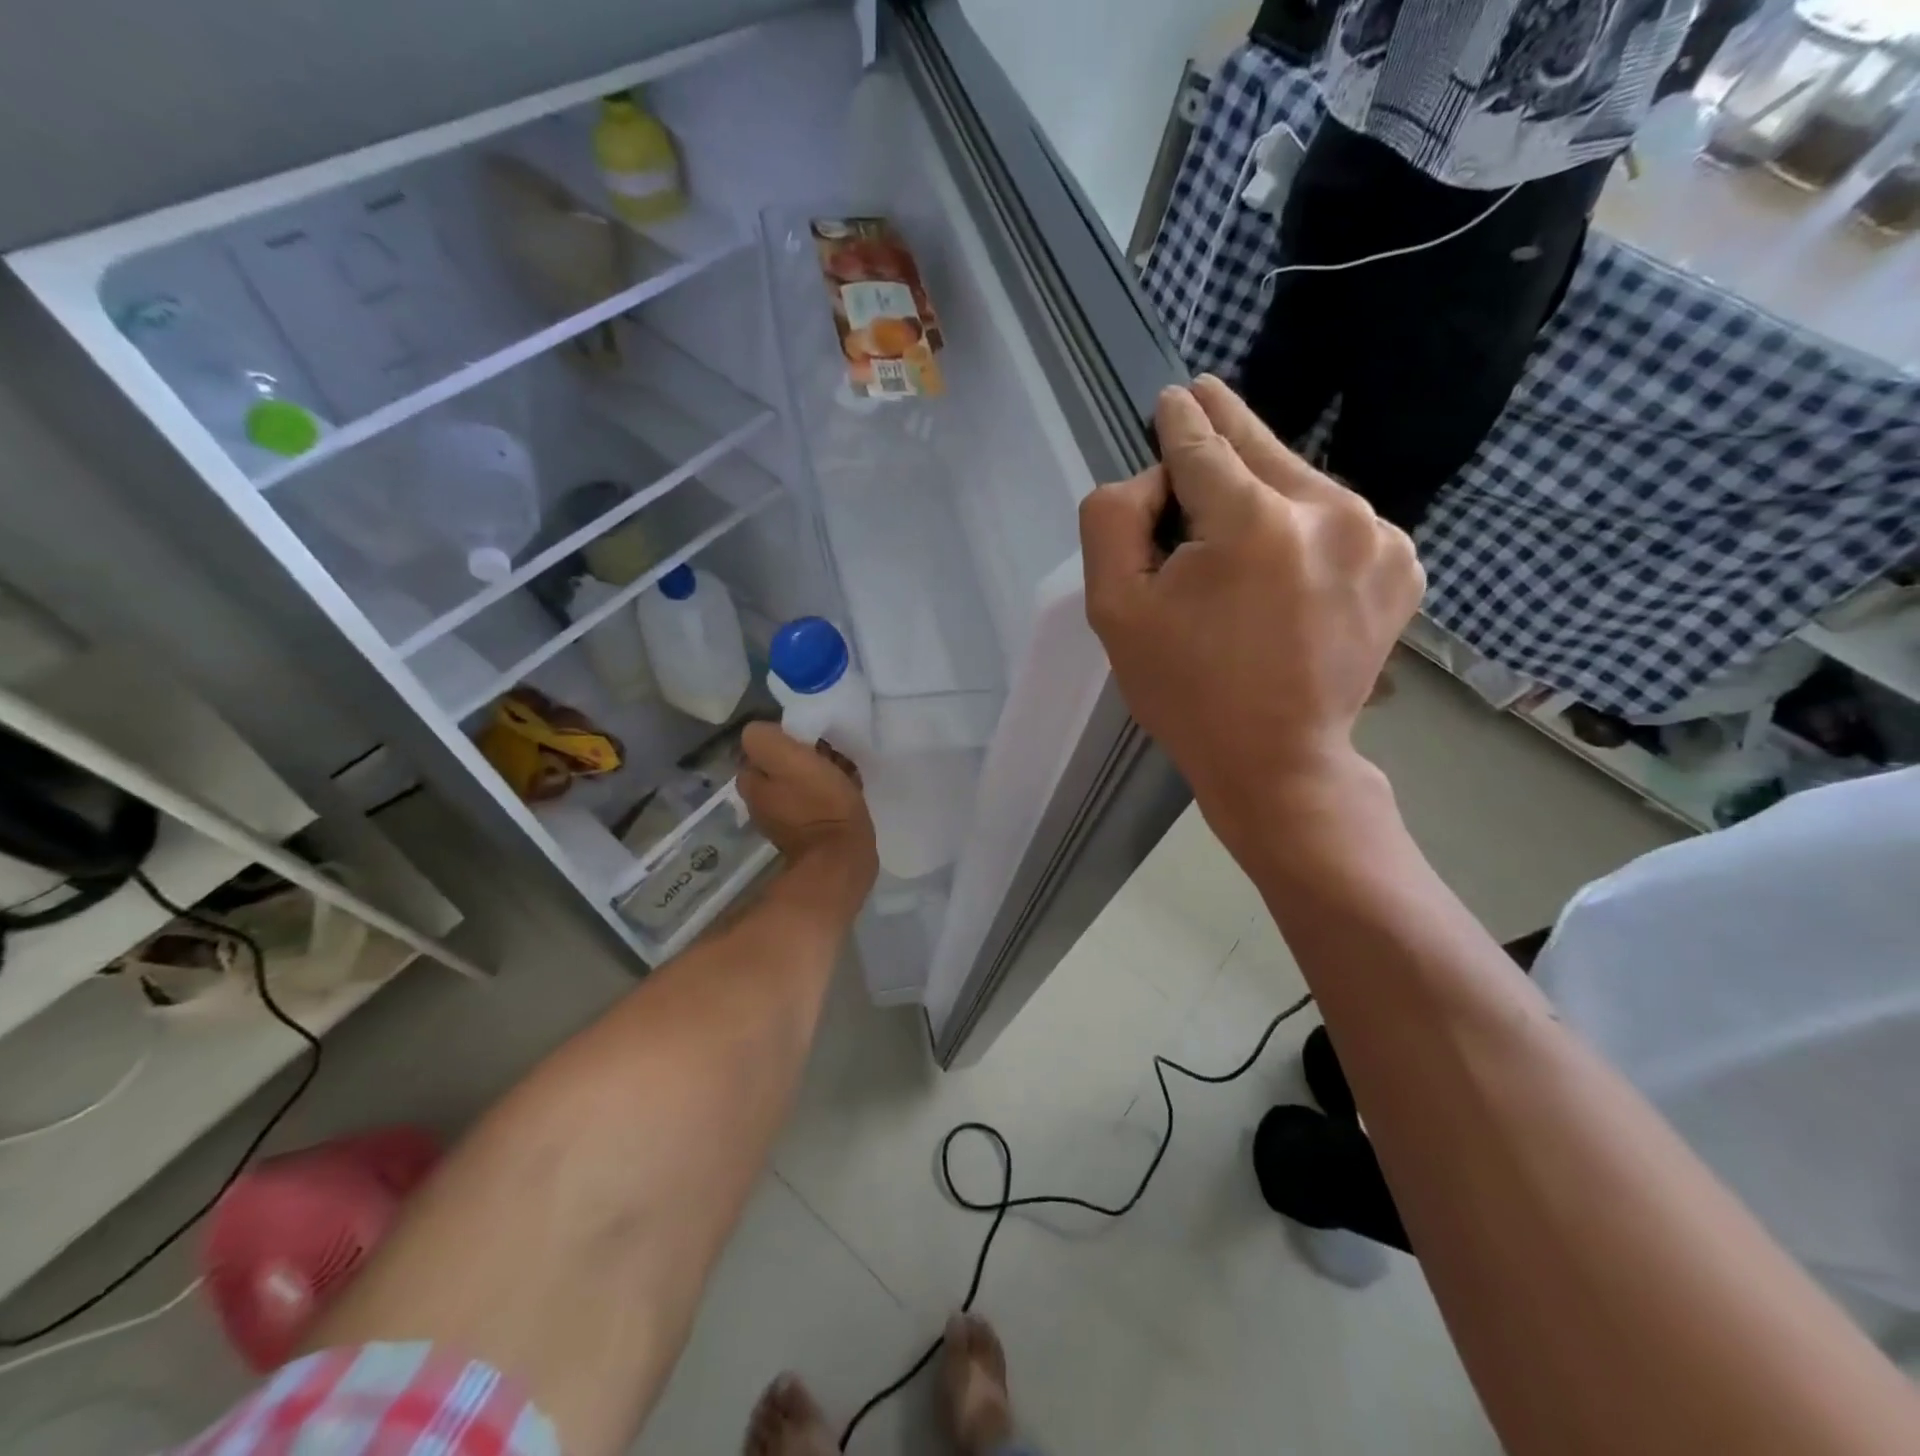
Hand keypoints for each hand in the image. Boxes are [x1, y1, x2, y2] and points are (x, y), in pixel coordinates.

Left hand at [737, 722, 877, 884]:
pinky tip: (848, 791)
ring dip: (819, 773)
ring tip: (844, 771)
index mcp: (751, 783)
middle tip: (831, 754)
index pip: (762, 745)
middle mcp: (760, 802)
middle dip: (804, 756)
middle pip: (782, 764)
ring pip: (800, 782)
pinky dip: (829, 794)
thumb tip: (764, 730)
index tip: (812, 739)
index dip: (786, 737)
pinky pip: (816, 801)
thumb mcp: (788, 759)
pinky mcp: (809, 833)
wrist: (842, 858)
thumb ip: (766, 739)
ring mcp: (784, 820)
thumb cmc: (819, 804)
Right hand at [1080, 377, 1423, 849]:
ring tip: (1231, 510)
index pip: (1204, 446)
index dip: (1180, 420)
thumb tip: (1152, 478)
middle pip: (1261, 449)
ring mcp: (1378, 537)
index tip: (1174, 395)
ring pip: (1301, 483)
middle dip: (1225, 426)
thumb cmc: (1185, 691)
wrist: (1277, 761)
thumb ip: (1113, 520)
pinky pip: (1337, 520)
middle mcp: (1329, 511)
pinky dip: (1305, 524)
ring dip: (1263, 486)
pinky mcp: (1403, 564)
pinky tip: (1282, 558)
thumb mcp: (1114, 610)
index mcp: (1253, 523)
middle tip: (1204, 391)